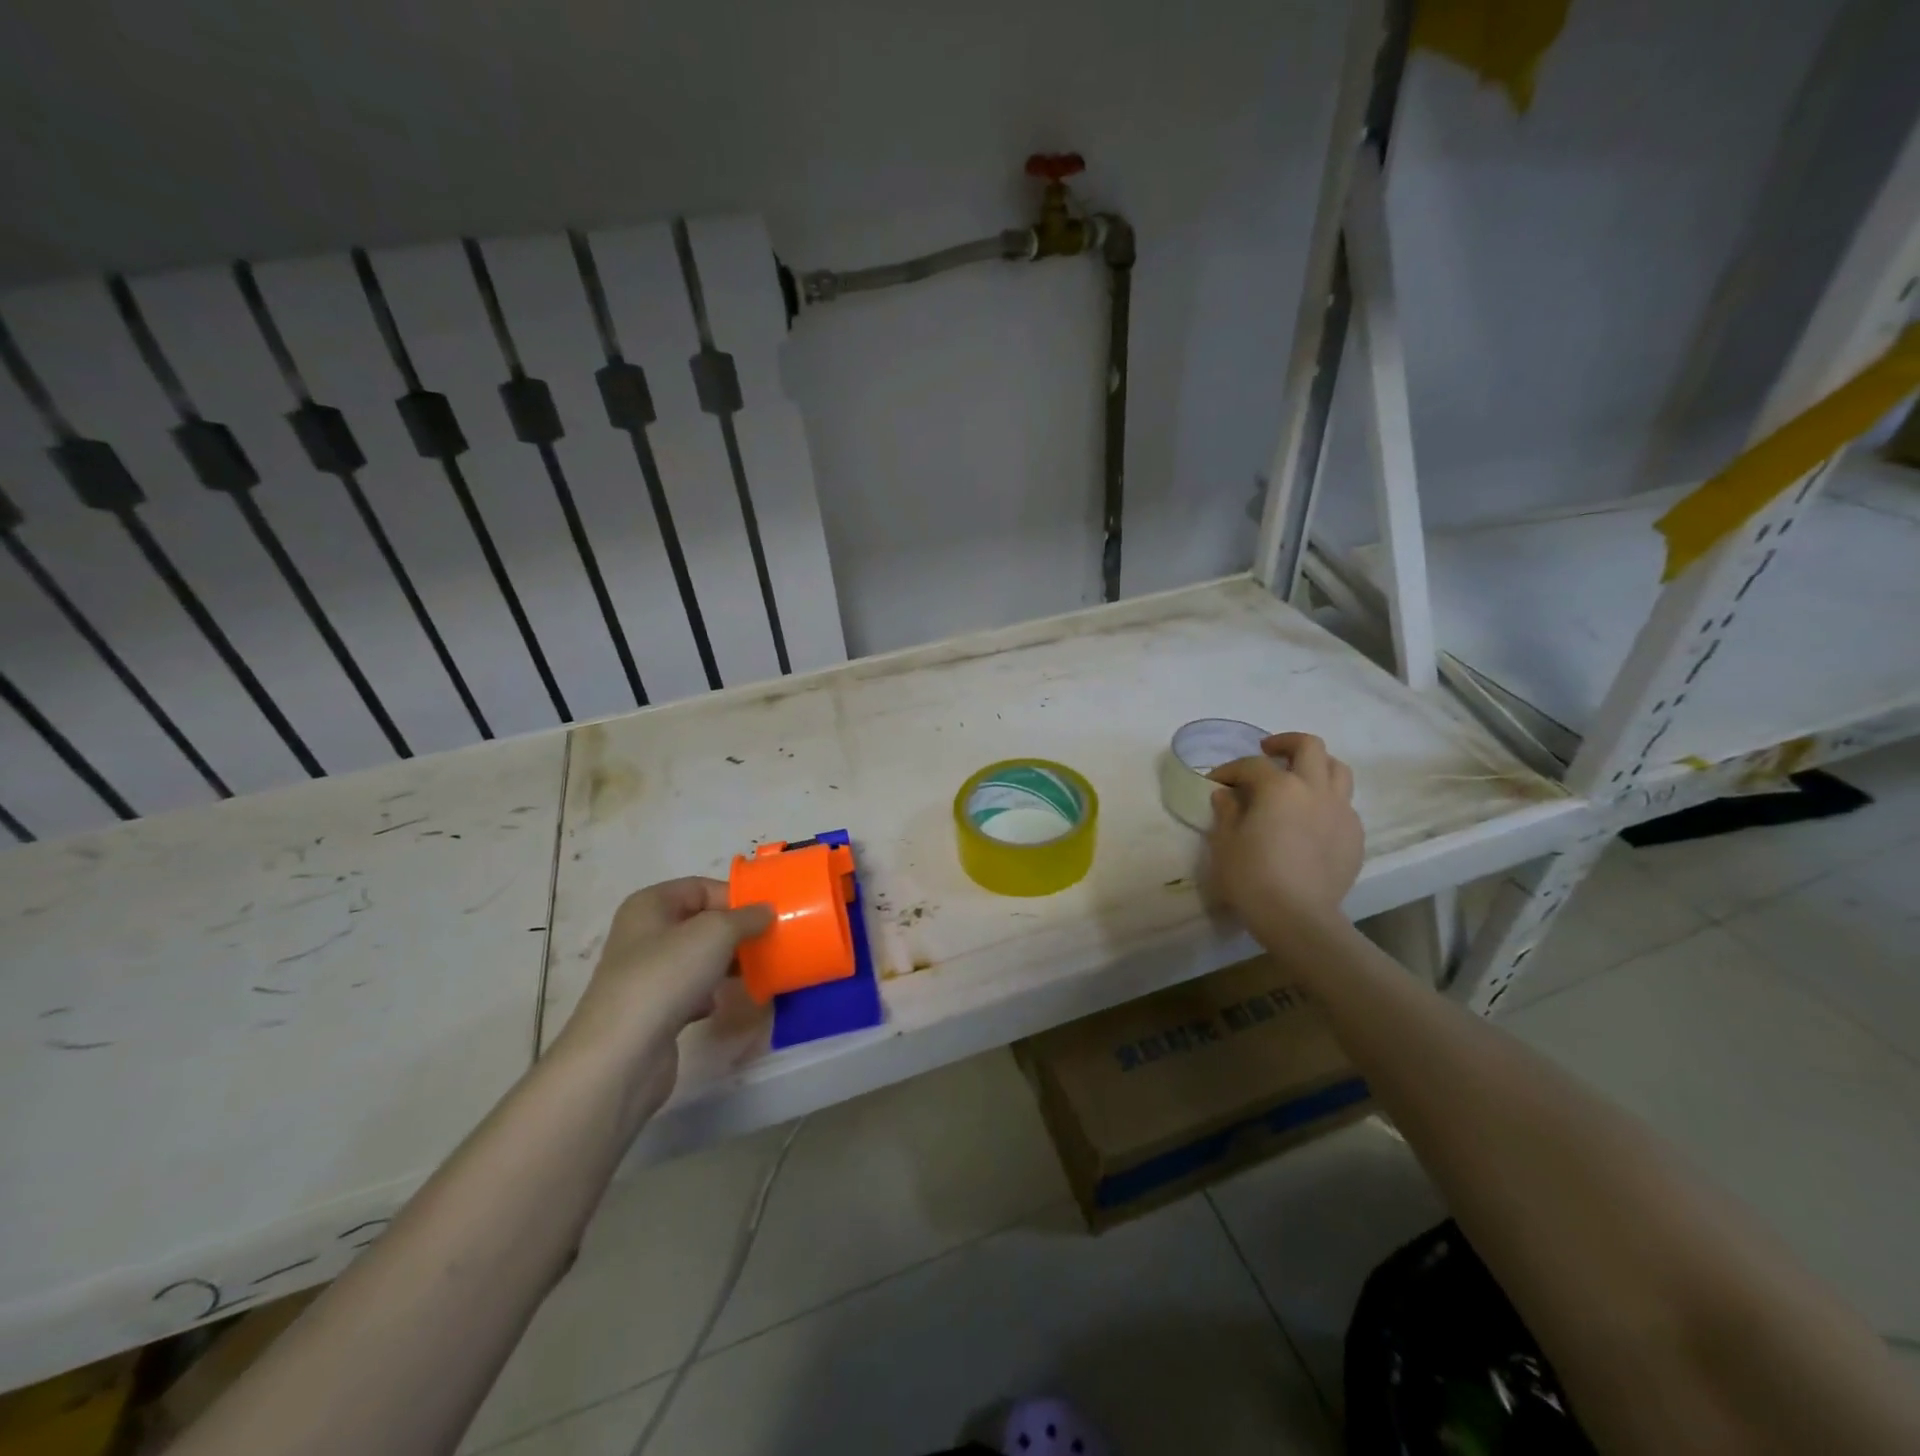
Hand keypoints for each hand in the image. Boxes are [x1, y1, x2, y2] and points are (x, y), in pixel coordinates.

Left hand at [552, 878, 771, 1117]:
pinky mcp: (649, 1009)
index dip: (735, 898)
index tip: (767, 916)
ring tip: (751, 972)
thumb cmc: (667, 976)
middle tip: (766, 943)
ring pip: (695, 958)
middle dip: (734, 932)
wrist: (622, 1054)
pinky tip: (717, 1004)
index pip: (701, 887)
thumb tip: (766, 911)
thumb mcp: (716, 932)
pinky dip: (706, 995)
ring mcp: (643, 973)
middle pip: (699, 922)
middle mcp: (642, 934)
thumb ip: (746, 917)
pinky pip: (687, 991)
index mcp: (650, 904)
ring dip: (724, 964)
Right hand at [1205, 732, 1362, 940]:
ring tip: (1298, 778)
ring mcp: (1341, 811)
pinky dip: (1327, 800)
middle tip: (1267, 753)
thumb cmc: (1252, 877)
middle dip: (1285, 743)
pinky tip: (1311, 819)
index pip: (1252, 765)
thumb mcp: (1225, 842)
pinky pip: (1344, 804)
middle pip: (1309, 747)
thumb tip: (1227, 794)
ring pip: (1338, 770)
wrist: (1298, 918)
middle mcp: (1315, 789)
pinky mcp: (1355, 835)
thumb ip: (1227, 811)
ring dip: (1316, 766)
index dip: (1231, 769)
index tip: (1217, 782)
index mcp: (1280, 787)